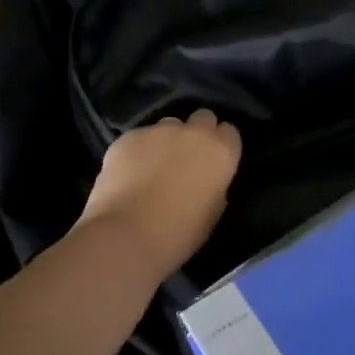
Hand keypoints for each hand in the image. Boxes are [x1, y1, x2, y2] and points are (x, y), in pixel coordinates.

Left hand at [78, 110, 241, 279]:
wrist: (125, 237)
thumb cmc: (177, 235)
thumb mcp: (211, 214)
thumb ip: (215, 187)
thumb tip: (207, 181)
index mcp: (221, 153)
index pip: (230, 132)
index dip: (221, 146)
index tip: (212, 161)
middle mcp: (194, 133)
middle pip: (203, 118)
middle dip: (197, 133)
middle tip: (186, 158)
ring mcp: (159, 131)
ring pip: (169, 125)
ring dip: (166, 140)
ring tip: (152, 166)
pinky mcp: (128, 136)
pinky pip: (138, 138)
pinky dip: (136, 151)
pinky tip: (127, 173)